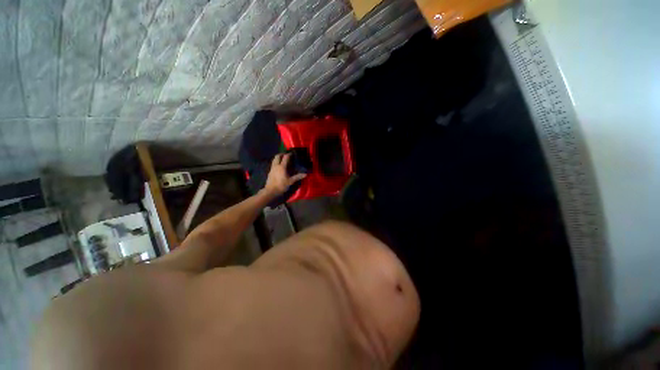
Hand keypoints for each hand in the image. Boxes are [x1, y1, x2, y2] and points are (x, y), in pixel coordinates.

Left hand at [264, 153, 306, 195]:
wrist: (271, 191)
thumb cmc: (281, 185)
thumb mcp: (290, 181)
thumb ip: (298, 177)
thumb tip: (306, 174)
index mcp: (282, 167)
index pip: (285, 157)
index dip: (289, 154)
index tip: (292, 153)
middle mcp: (276, 166)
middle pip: (277, 156)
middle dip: (282, 154)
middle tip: (286, 155)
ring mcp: (272, 168)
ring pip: (274, 159)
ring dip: (278, 158)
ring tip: (283, 160)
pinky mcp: (270, 172)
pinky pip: (273, 164)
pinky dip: (276, 162)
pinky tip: (280, 166)